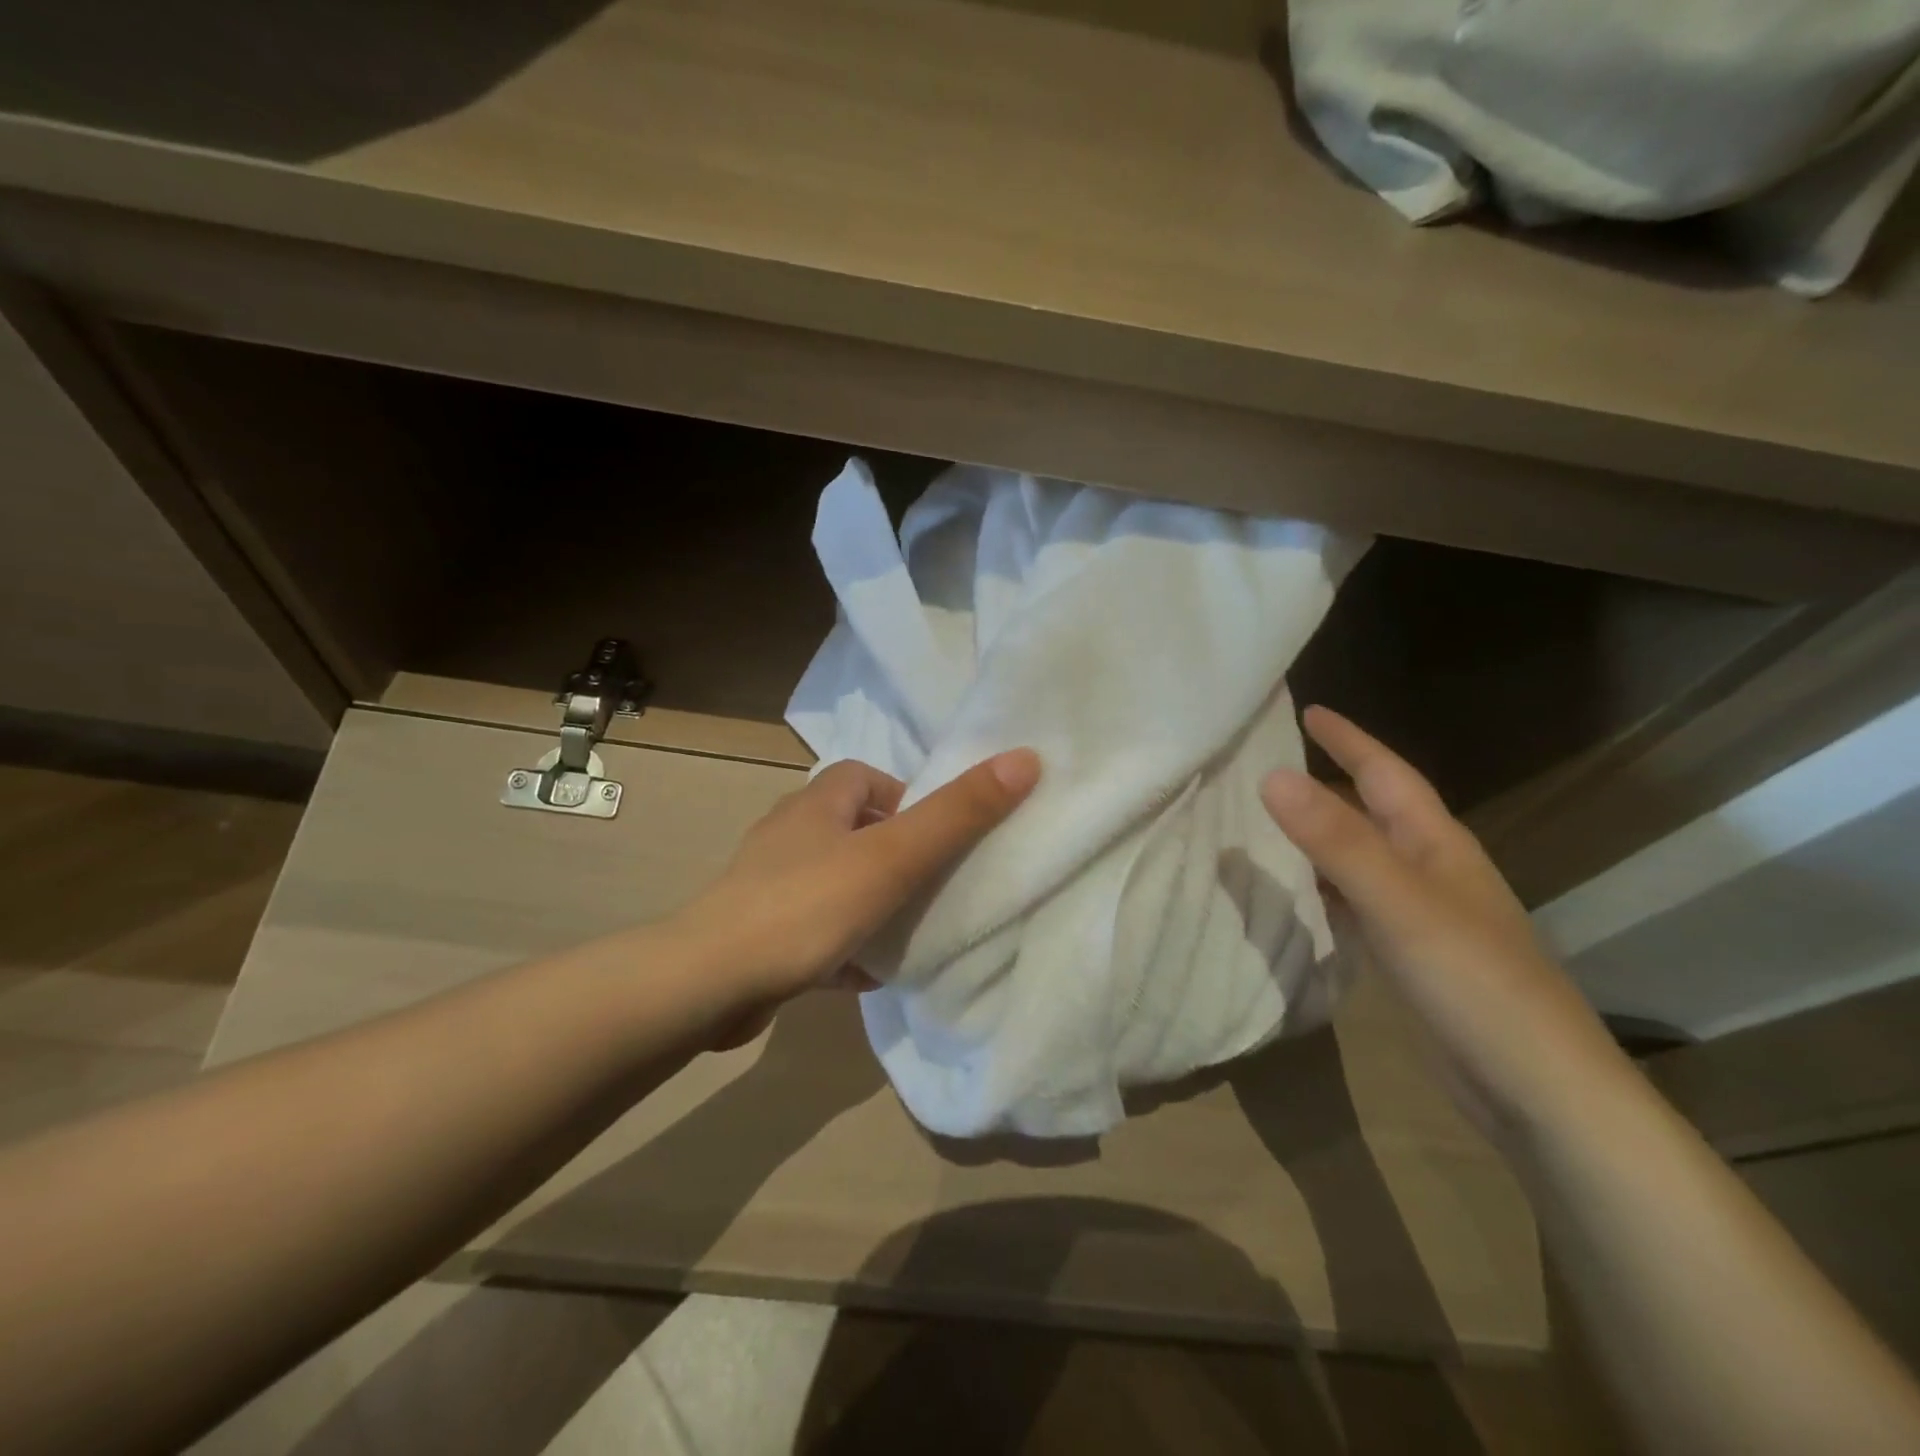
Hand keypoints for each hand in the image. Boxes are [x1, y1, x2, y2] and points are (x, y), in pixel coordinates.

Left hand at [672, 751, 1040, 1042]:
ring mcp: (770, 884)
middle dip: (896, 855)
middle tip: (934, 887)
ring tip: (911, 931)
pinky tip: (868, 973)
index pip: (868, 777)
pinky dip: (844, 944)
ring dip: (873, 902)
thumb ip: (958, 813)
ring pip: (838, 882)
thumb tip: (1025, 758)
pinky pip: (816, 928)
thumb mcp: (894, 856)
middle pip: (856, 831)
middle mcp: (790, 834)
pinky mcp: (760, 932)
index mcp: (818, 802)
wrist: (709, 984)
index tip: (938, 838)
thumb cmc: (807, 905)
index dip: (908, 800)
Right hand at [1260, 707, 1629, 1141]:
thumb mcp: (1398, 901)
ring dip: (1316, 836)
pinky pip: (1354, 901)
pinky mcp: (1410, 955)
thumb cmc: (1473, 980)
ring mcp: (1422, 915)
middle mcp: (1430, 869)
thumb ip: (1334, 839)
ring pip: (1358, 857)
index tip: (1305, 710)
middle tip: (1264, 766)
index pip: (1385, 773)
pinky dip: (1320, 887)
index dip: (1347, 740)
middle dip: (1324, 783)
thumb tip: (1270, 774)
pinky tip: (1292, 895)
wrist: (1538, 1090)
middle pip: (1370, 811)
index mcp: (1435, 843)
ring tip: (1261, 822)